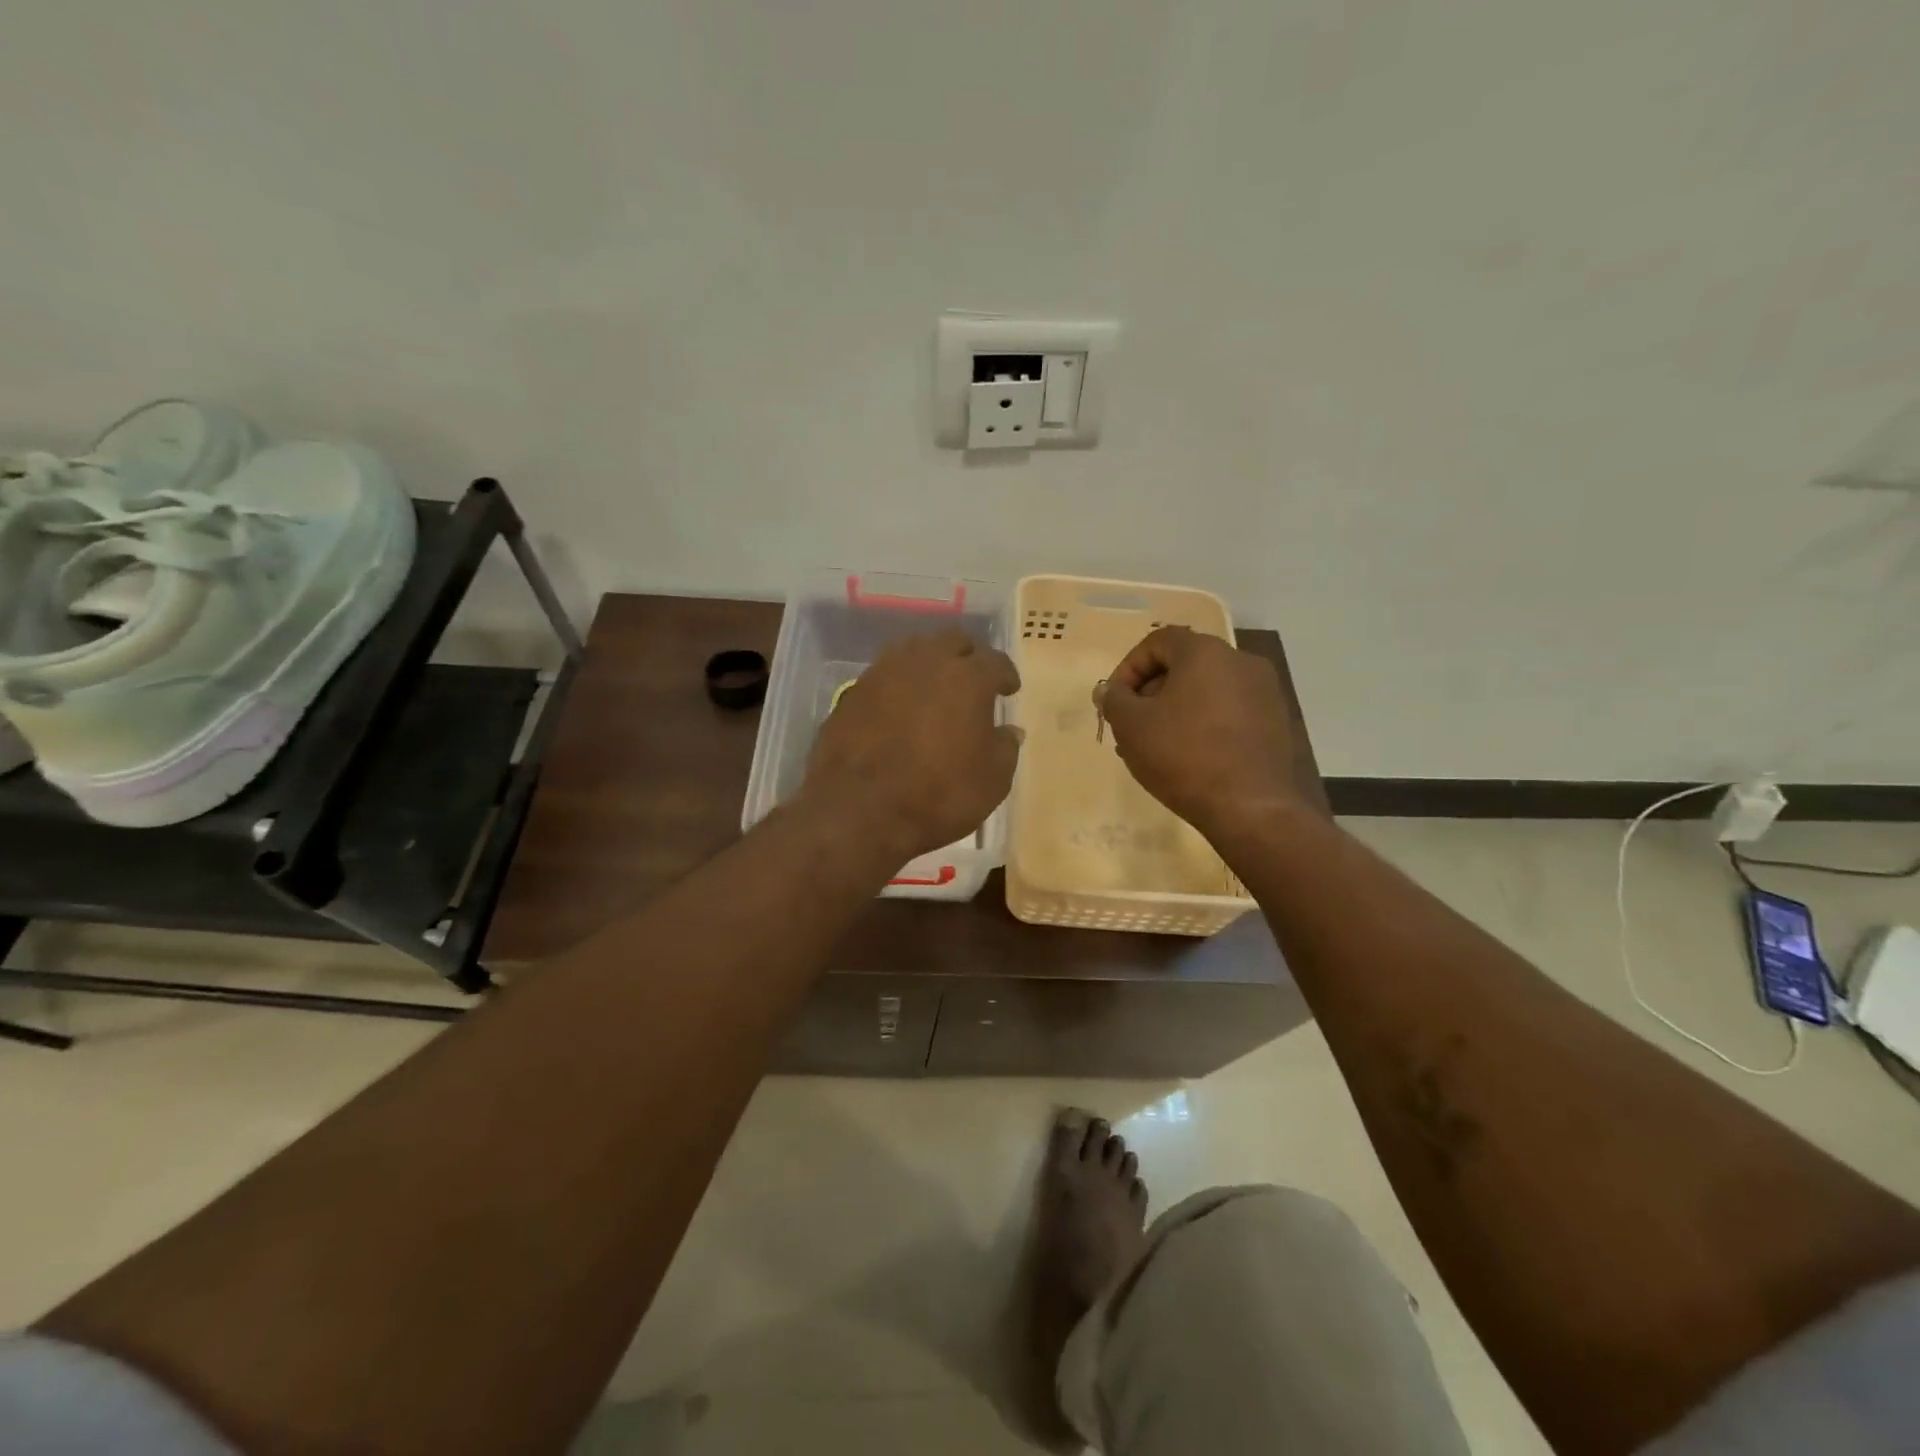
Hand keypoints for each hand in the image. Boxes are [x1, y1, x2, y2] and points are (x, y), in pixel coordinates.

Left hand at [802, 629, 1020, 864]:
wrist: (856, 809)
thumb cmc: (938, 795)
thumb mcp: (992, 781)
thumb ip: (1005, 748)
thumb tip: (1008, 730)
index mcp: (968, 677)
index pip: (995, 662)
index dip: (1005, 675)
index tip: (1009, 689)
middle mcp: (926, 661)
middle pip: (953, 642)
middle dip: (968, 657)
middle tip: (974, 680)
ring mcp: (884, 672)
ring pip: (915, 651)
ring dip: (931, 665)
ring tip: (936, 690)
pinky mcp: (853, 691)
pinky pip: (886, 676)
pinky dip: (900, 686)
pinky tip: (901, 709)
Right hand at [1099, 626, 1301, 841]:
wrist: (1249, 807)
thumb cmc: (1183, 756)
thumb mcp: (1131, 726)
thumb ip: (1114, 700)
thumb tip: (1110, 691)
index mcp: (1205, 652)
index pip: (1158, 641)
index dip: (1129, 668)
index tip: (1115, 702)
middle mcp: (1240, 661)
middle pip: (1184, 665)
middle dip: (1151, 692)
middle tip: (1132, 726)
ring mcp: (1264, 692)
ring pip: (1206, 691)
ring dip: (1175, 711)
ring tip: (1156, 747)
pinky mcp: (1275, 722)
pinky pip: (1228, 712)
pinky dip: (1203, 725)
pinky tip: (1188, 758)